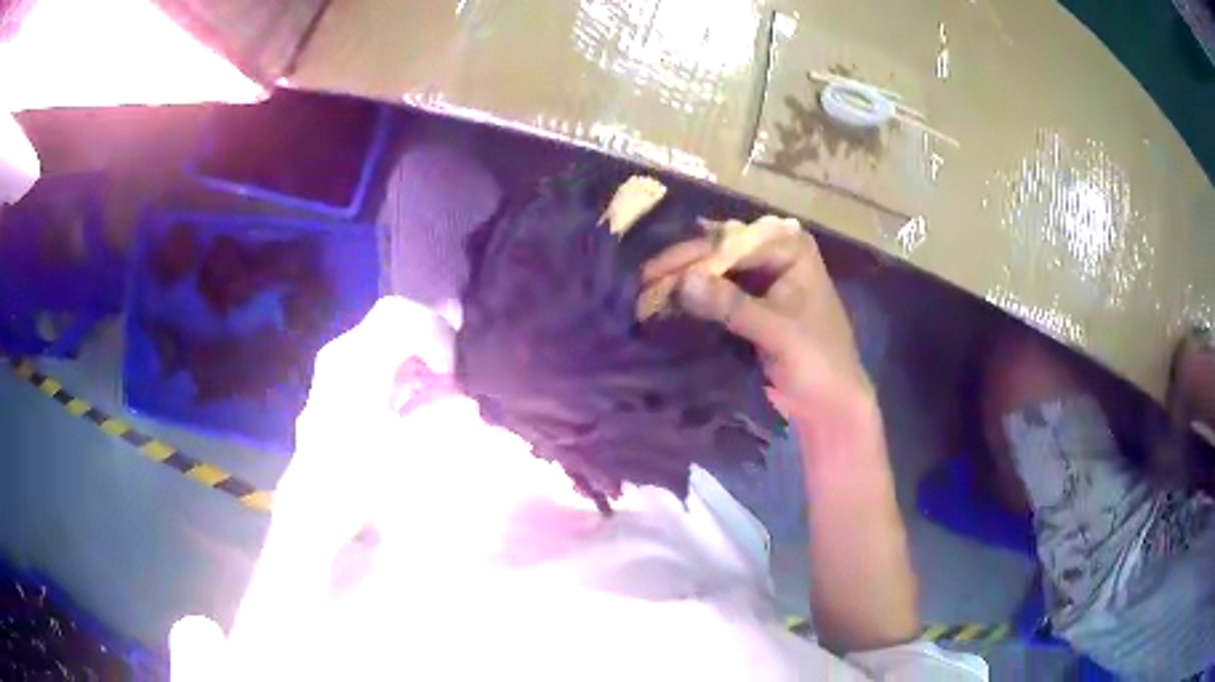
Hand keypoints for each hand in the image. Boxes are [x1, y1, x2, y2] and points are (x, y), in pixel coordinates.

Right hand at [641, 218, 871, 425]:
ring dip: (681, 282)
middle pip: (719, 252)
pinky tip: (663, 303)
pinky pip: (713, 294)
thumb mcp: (778, 332)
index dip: (694, 257)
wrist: (828, 405)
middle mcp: (773, 255)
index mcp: (790, 250)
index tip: (657, 274)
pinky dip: (690, 299)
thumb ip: (733, 305)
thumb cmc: (818, 363)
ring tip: (643, 292)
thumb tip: (682, 282)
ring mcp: (759, 280)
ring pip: (712, 271)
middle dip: (682, 266)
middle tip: (642, 282)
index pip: (734, 242)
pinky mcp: (747, 305)